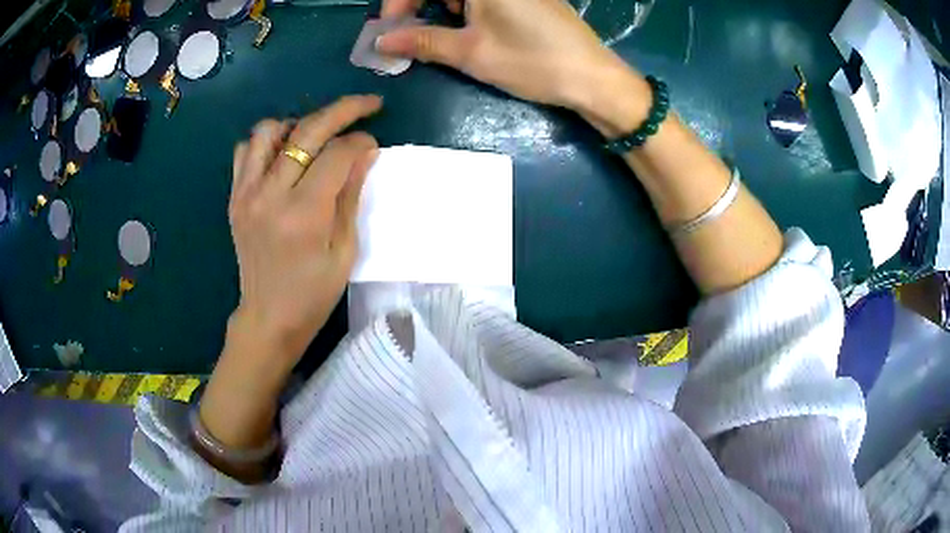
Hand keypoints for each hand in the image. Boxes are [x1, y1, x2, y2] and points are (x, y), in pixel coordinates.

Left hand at [195, 96, 381, 470]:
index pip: (336, 154)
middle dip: (342, 111)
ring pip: (269, 131)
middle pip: (306, 132)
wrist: (268, 318)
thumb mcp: (345, 249)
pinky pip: (246, 151)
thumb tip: (364, 151)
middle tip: (366, 105)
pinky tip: (283, 154)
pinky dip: (266, 142)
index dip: (360, 141)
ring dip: (298, 122)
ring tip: (316, 134)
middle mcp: (270, 195)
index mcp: (303, 214)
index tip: (373, 143)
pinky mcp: (235, 197)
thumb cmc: (313, 294)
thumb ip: (351, 194)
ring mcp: (246, 193)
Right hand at [376, 0, 634, 111]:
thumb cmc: (532, 61)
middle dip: (420, 6)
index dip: (400, 1)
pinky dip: (466, 9)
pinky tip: (470, 30)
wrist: (592, 78)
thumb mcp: (471, 52)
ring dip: (443, 9)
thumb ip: (422, 41)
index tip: (390, 28)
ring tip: (444, 37)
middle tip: (411, 34)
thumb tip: (382, 40)